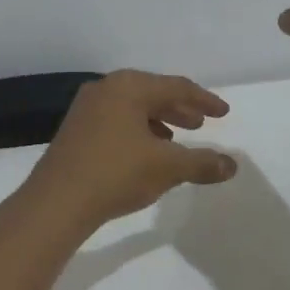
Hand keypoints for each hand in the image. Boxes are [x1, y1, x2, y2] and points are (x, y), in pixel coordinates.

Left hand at [17, 70, 237, 233]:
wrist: (56, 202)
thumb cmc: (116, 174)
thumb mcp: (167, 168)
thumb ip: (202, 163)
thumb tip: (232, 165)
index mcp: (129, 87)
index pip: (176, 87)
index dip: (204, 101)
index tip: (223, 113)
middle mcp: (105, 89)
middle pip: (152, 94)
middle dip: (179, 109)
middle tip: (200, 124)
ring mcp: (85, 109)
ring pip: (132, 109)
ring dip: (157, 122)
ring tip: (175, 141)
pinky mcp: (74, 131)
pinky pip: (115, 122)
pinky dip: (136, 132)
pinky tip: (143, 154)